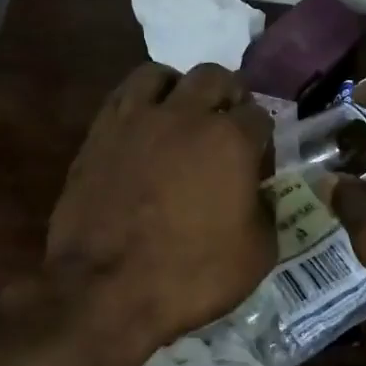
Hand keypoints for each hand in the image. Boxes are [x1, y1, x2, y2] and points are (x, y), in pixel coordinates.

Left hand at [46, 62, 275, 352]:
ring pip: (161, 74)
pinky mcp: (98, 134)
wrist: (106, 290)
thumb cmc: (191, 275)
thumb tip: (259, 195)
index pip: (258, 116)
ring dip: (178, 88)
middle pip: (214, 77)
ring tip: (180, 113)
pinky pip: (122, 97)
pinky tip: (143, 128)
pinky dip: (139, 103)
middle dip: (228, 94)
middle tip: (226, 123)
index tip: (259, 158)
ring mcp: (136, 120)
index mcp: (230, 140)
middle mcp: (185, 116)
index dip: (262, 136)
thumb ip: (266, 212)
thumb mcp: (257, 255)